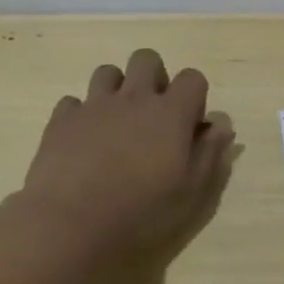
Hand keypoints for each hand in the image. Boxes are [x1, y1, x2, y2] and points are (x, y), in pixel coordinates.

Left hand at [17, 48, 235, 265]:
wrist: (71, 223)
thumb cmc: (141, 211)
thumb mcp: (190, 190)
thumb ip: (210, 152)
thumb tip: (221, 125)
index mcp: (170, 113)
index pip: (192, 78)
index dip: (194, 96)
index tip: (188, 125)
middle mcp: (134, 98)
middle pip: (147, 59)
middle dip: (154, 77)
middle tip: (153, 115)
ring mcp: (94, 105)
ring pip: (107, 72)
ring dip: (116, 90)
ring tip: (116, 122)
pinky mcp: (62, 120)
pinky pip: (73, 101)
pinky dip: (82, 114)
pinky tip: (83, 140)